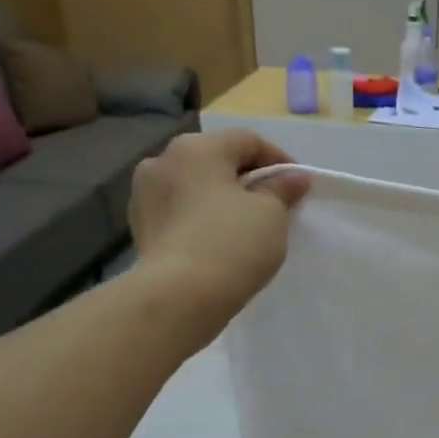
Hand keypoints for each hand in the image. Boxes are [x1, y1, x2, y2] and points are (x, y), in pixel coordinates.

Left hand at [129, 130, 308, 344]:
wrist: (178, 297)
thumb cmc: (232, 244)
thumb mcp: (271, 214)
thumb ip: (282, 189)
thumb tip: (294, 178)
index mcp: (196, 148)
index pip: (247, 141)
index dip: (279, 160)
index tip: (298, 186)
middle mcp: (163, 160)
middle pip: (217, 160)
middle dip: (247, 178)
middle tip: (273, 204)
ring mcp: (145, 194)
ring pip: (195, 186)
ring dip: (221, 197)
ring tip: (244, 224)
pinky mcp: (140, 226)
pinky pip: (180, 211)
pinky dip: (201, 217)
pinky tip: (217, 240)